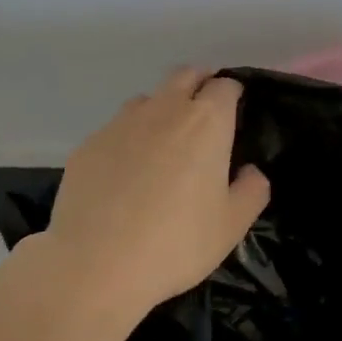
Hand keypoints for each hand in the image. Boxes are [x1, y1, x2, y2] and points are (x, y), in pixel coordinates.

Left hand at [32, 67, 269, 320]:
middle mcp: (164, 110)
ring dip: (161, 110)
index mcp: (206, 122)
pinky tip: (126, 174)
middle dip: (199, 84)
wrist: (94, 265)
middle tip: (205, 116)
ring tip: (163, 145)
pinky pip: (116, 129)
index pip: (225, 86)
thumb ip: (252, 190)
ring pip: (148, 99)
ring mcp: (121, 123)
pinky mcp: (89, 144)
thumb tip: (250, 171)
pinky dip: (129, 139)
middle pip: (185, 75)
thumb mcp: (232, 226)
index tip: (235, 114)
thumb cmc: (176, 243)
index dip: (232, 94)